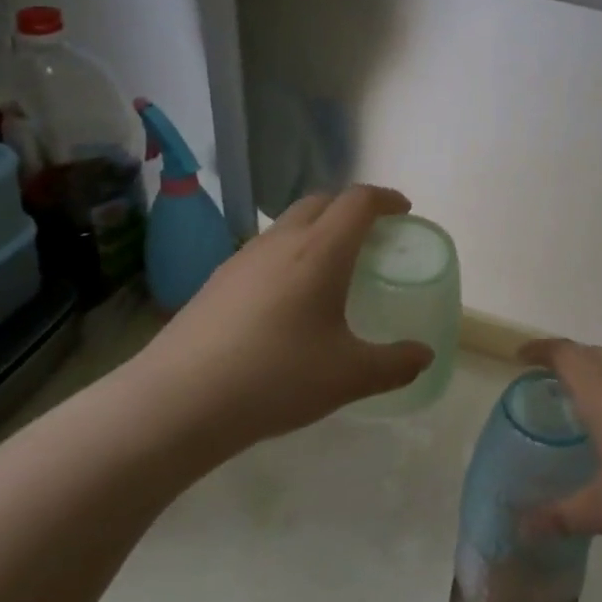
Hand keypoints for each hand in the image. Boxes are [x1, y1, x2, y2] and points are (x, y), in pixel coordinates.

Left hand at [125, 185, 433, 465]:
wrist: (177, 402)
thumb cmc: (276, 378)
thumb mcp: (349, 376)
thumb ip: (395, 364)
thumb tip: (423, 356)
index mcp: (320, 251)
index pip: (358, 201)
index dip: (385, 199)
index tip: (404, 211)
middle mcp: (280, 242)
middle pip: (321, 202)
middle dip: (351, 208)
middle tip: (372, 235)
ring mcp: (242, 259)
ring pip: (287, 225)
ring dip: (317, 230)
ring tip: (331, 267)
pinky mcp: (215, 282)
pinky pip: (263, 251)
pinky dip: (288, 255)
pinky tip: (286, 300)